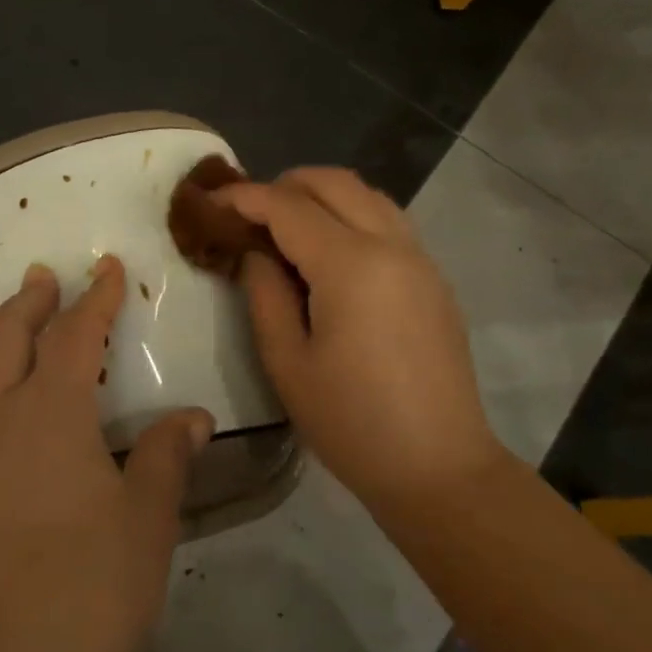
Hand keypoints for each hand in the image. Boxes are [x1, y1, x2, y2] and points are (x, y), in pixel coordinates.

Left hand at [0, 256, 211, 651]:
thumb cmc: (95, 588)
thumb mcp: (149, 516)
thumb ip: (166, 455)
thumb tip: (193, 417)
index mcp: (53, 413)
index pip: (77, 336)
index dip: (96, 298)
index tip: (108, 267)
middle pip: (10, 342)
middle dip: (31, 304)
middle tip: (44, 278)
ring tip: (3, 315)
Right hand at [219, 168, 505, 517]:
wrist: (439, 469)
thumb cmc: (352, 423)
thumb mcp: (287, 362)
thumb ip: (264, 293)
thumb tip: (257, 253)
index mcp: (351, 265)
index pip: (288, 206)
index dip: (245, 197)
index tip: (212, 202)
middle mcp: (392, 245)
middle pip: (334, 182)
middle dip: (284, 184)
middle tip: (248, 213)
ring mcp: (420, 258)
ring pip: (367, 194)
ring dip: (322, 195)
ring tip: (286, 226)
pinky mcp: (434, 278)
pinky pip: (388, 220)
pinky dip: (352, 214)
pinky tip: (330, 253)